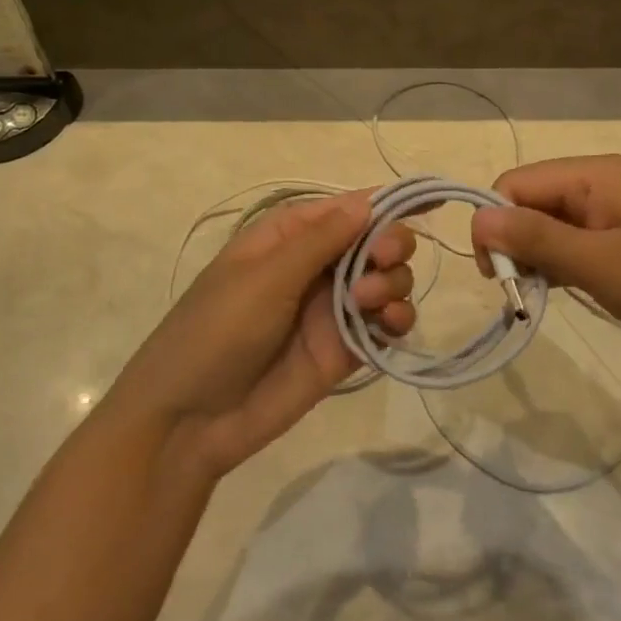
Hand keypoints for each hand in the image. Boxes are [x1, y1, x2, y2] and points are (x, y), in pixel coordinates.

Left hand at [113, 192, 415, 478]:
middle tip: (380, 263)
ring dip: (392, 282)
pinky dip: (398, 319)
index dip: (387, 203)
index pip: (348, 207)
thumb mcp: (264, 276)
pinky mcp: (345, 349)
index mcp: (290, 235)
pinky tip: (389, 324)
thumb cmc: (216, 330)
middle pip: (376, 241)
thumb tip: (369, 200)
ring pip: (387, 280)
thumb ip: (320, 240)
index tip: (430, 203)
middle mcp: (317, 265)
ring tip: (367, 303)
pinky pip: (385, 324)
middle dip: (390, 245)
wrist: (190, 420)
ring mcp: (332, 307)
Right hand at [470, 155, 620, 375]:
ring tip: (545, 298)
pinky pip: (578, 242)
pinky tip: (570, 292)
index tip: (499, 278)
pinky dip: (564, 265)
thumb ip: (535, 239)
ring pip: (552, 225)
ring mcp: (618, 211)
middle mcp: (601, 183)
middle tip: (521, 294)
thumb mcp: (599, 264)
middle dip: (516, 244)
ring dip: (538, 259)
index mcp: (593, 175)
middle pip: (531, 202)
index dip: (496, 226)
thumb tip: (476, 219)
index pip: (514, 184)